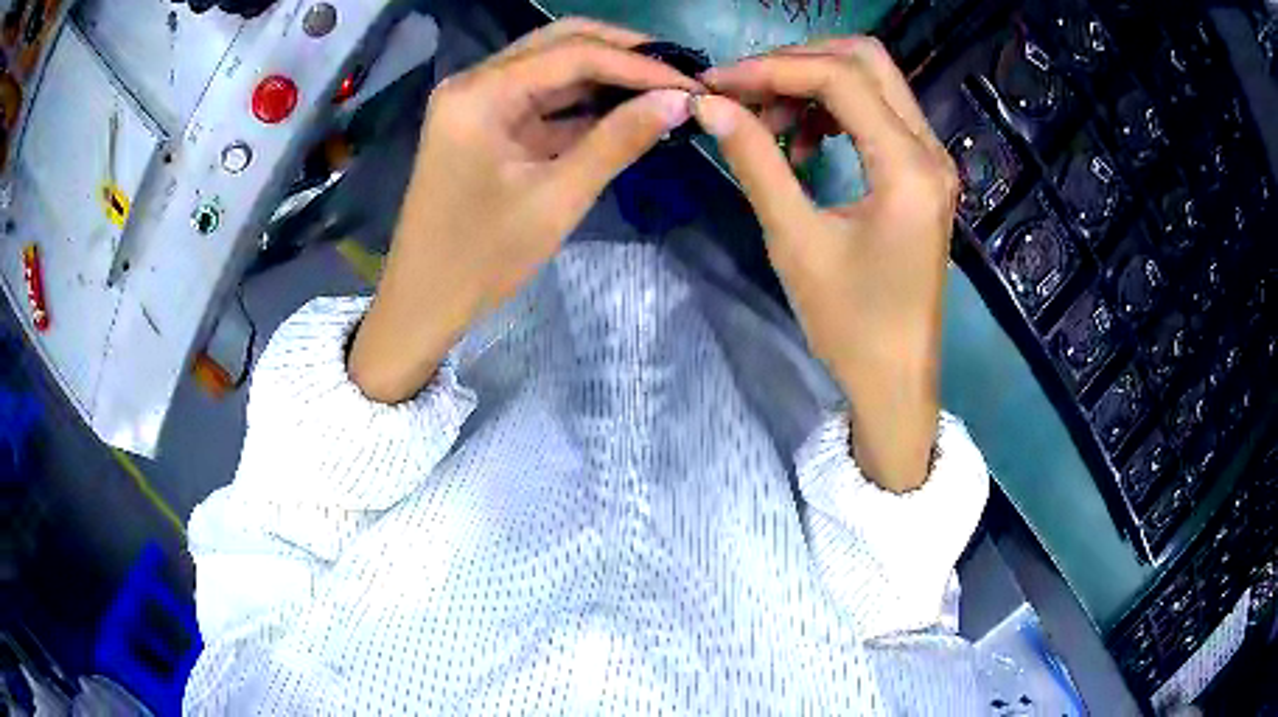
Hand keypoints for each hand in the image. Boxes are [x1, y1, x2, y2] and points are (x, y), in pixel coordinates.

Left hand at [350, 19, 700, 402]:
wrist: (425, 301)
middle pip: (559, 44)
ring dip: (606, 74)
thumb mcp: (557, 198)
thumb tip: (680, 102)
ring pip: (552, 67)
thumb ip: (618, 141)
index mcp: (480, 93)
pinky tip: (625, 110)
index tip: (691, 83)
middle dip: (622, 53)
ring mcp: (477, 101)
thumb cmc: (483, 258)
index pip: (571, 54)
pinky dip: (582, 102)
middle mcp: (475, 82)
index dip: (637, 63)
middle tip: (679, 73)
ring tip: (662, 88)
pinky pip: (541, 98)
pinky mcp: (485, 124)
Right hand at [695, 38, 958, 491]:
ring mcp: (932, 161)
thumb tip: (708, 105)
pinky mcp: (923, 175)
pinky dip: (834, 113)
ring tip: (768, 125)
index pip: (839, 78)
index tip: (716, 84)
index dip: (771, 69)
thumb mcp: (795, 240)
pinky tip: (803, 147)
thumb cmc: (850, 324)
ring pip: (873, 82)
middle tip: (745, 93)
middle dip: (797, 64)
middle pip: (866, 61)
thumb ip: (755, 161)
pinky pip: (878, 114)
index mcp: (908, 168)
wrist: (896, 379)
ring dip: (814, 87)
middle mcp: (930, 151)